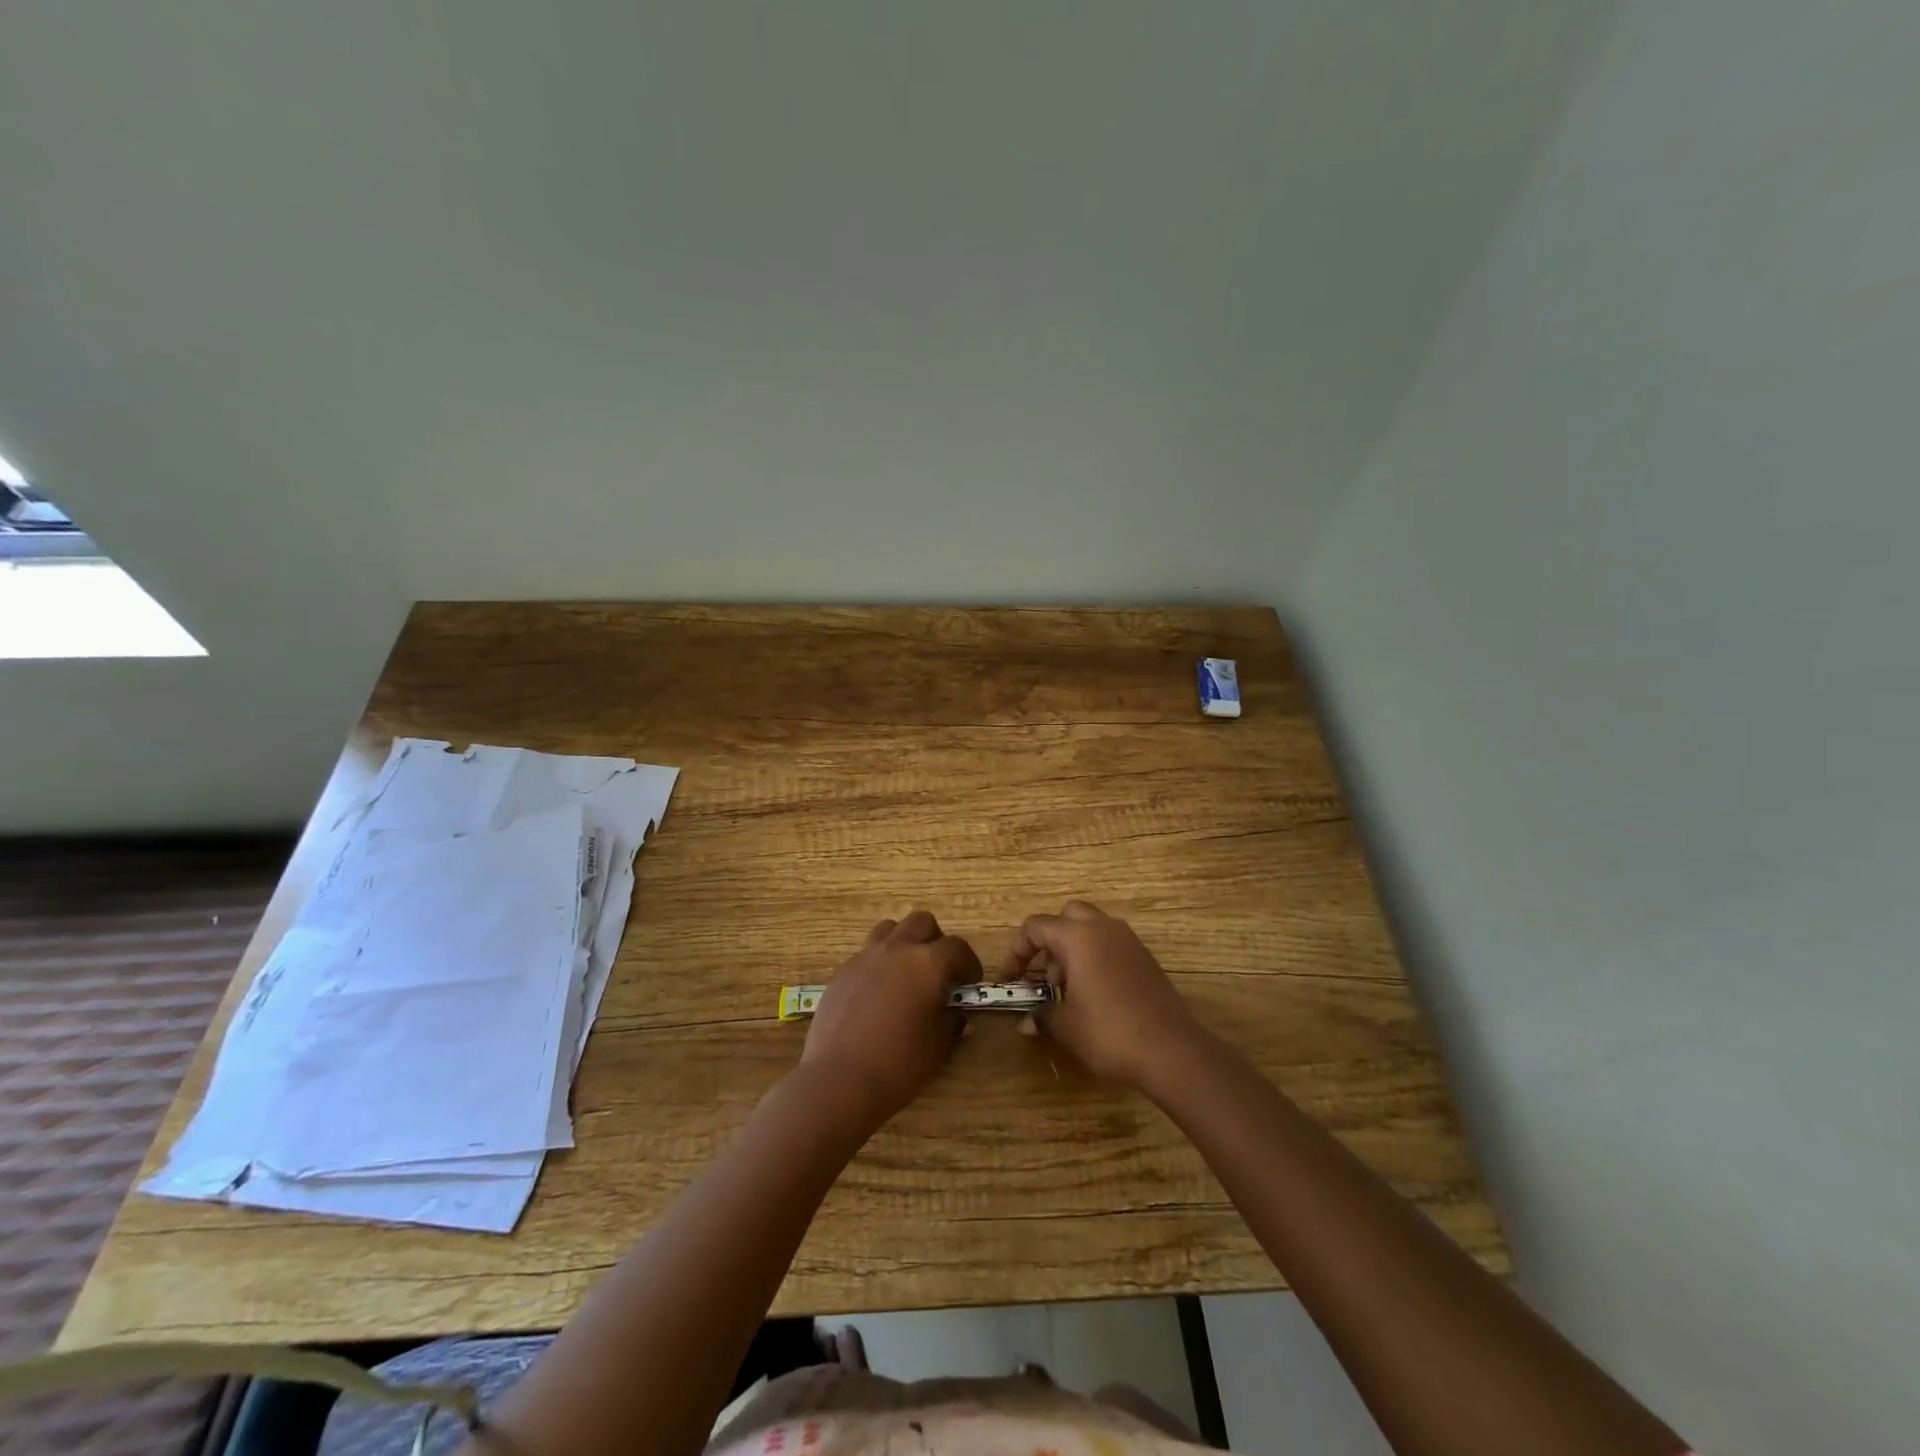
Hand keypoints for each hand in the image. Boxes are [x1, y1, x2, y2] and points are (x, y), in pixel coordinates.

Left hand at [801, 910, 980, 1123]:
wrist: (840, 1080)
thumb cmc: (899, 1064)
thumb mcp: (939, 1045)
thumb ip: (953, 1021)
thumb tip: (958, 1013)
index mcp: (927, 963)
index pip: (957, 947)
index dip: (969, 963)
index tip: (969, 983)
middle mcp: (897, 949)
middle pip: (922, 922)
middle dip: (936, 941)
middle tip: (939, 972)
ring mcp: (865, 957)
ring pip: (890, 929)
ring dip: (904, 943)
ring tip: (906, 973)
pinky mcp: (842, 972)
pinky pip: (866, 954)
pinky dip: (879, 964)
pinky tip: (878, 994)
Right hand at [1003, 900, 1204, 1090]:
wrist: (1171, 1049)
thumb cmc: (1109, 1032)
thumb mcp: (1066, 1026)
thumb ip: (1042, 1016)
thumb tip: (1026, 1022)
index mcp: (1078, 936)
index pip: (1036, 927)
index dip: (1017, 951)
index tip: (1012, 980)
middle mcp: (1103, 928)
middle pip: (1067, 916)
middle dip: (1049, 941)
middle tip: (1047, 978)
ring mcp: (1129, 940)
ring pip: (1091, 929)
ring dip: (1073, 950)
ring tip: (1070, 992)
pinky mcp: (1146, 958)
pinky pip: (1111, 945)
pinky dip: (1096, 959)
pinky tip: (1096, 996)